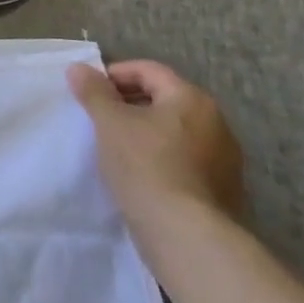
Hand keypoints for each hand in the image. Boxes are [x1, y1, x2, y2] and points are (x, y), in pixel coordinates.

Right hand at [68, 61, 244, 242]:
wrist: (186, 235)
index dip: (114, 75)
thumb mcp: (109, 123)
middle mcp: (216, 122)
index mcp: (191, 99)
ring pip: (175, 131)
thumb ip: (93, 92)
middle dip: (129, 104)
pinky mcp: (223, 190)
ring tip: (115, 148)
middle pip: (164, 99)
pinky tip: (140, 175)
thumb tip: (79, 68)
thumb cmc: (145, 166)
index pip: (148, 70)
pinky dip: (161, 157)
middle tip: (98, 118)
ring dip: (145, 132)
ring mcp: (224, 159)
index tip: (89, 92)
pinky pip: (185, 160)